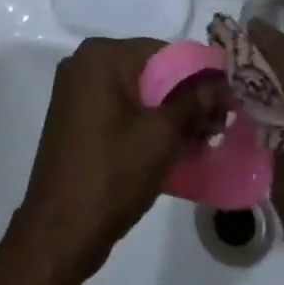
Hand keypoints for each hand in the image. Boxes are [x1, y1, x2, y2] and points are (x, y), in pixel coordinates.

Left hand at [13, 37, 228, 278]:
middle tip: (215, 124)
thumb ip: (194, 102)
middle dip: (183, 96)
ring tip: (197, 140)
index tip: (224, 101)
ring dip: (166, 113)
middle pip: (149, 71)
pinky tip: (168, 149)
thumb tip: (222, 83)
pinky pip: (118, 109)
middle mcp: (84, 63)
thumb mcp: (162, 135)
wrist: (59, 233)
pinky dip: (143, 123)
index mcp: (102, 55)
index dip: (198, 75)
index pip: (163, 51)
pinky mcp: (74, 119)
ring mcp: (75, 92)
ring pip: (135, 93)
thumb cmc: (112, 173)